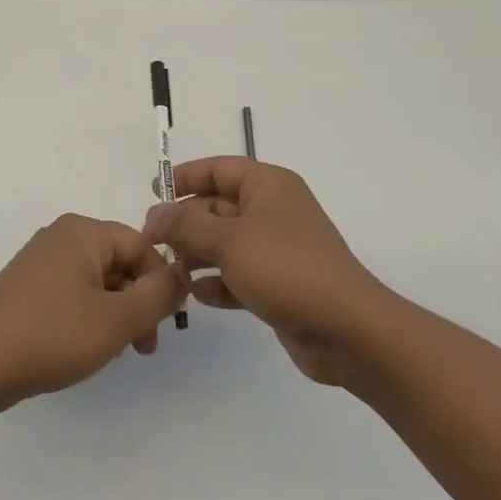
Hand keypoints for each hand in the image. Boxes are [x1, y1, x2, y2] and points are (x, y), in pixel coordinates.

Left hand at [0, 214, 185, 412]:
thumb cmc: (52, 336)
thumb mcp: (117, 320)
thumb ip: (157, 296)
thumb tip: (179, 276)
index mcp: (82, 232)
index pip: (142, 246)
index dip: (161, 283)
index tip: (167, 325)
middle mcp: (61, 236)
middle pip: (120, 263)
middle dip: (138, 303)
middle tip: (144, 347)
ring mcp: (40, 261)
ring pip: (98, 282)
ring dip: (116, 314)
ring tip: (116, 352)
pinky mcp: (27, 287)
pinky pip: (73, 293)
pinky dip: (90, 316)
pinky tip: (87, 348)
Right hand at [144, 159, 386, 387]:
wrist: (347, 330)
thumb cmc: (286, 268)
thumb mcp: (229, 240)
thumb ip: (186, 225)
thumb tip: (154, 215)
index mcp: (269, 186)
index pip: (219, 169)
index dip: (185, 177)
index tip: (153, 193)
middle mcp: (273, 211)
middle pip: (217, 207)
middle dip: (186, 223)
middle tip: (154, 243)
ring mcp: (276, 250)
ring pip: (225, 243)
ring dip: (197, 255)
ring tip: (172, 271)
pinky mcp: (278, 285)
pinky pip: (237, 275)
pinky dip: (217, 282)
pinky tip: (196, 296)